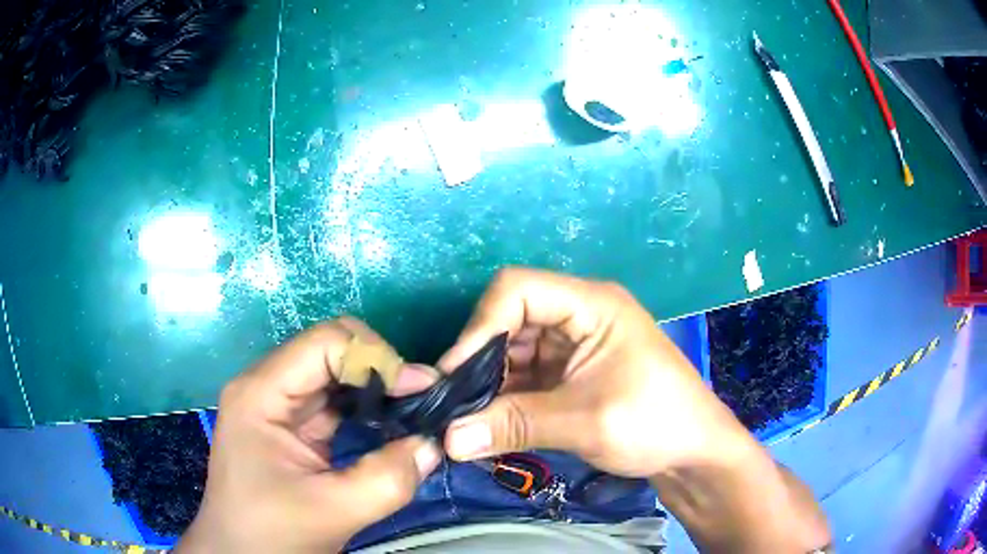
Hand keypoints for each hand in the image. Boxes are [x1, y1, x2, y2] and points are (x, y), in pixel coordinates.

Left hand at [176, 318, 441, 553]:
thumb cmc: (272, 533)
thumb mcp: (332, 512)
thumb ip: (387, 479)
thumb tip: (433, 444)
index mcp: (261, 394)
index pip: (325, 343)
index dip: (376, 356)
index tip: (420, 389)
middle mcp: (266, 387)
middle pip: (329, 348)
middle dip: (380, 367)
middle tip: (420, 397)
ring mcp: (277, 405)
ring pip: (334, 373)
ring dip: (376, 386)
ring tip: (413, 408)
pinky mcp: (290, 426)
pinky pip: (333, 401)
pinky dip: (365, 407)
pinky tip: (389, 424)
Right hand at [440, 269, 829, 552]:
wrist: (693, 453)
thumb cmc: (655, 423)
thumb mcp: (585, 422)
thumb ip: (514, 426)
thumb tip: (447, 439)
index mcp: (592, 304)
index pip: (517, 289)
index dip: (480, 326)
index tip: (454, 374)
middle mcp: (579, 314)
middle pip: (510, 318)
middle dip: (480, 359)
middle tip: (455, 402)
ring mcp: (574, 344)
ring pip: (513, 350)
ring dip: (490, 382)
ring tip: (467, 418)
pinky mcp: (570, 372)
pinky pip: (525, 375)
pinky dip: (505, 396)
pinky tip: (489, 422)